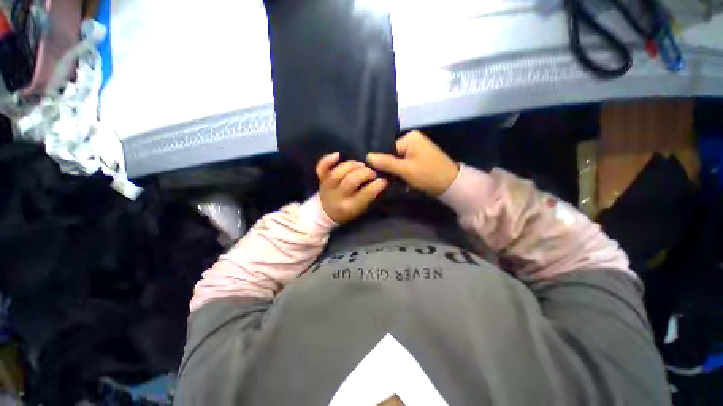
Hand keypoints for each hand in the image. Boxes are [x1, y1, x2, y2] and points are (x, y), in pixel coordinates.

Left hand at [316, 153, 387, 223]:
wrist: (326, 213)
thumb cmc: (347, 211)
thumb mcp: (361, 209)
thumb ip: (369, 196)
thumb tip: (381, 181)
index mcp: (349, 207)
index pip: (365, 194)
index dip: (376, 185)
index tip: (384, 180)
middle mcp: (337, 197)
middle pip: (351, 181)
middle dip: (365, 173)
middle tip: (372, 172)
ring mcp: (327, 187)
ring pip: (338, 173)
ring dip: (352, 165)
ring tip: (361, 165)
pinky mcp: (321, 179)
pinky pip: (321, 168)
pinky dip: (328, 160)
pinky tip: (338, 155)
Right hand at [366, 131, 458, 195]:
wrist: (451, 185)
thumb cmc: (428, 175)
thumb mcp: (405, 170)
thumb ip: (386, 163)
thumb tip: (367, 156)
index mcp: (410, 137)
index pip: (388, 150)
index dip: (385, 164)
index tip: (384, 177)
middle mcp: (414, 139)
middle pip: (394, 156)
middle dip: (393, 170)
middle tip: (395, 181)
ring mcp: (418, 148)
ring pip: (400, 162)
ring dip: (399, 173)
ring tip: (403, 183)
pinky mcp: (421, 157)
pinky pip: (407, 164)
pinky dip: (406, 173)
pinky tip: (408, 182)